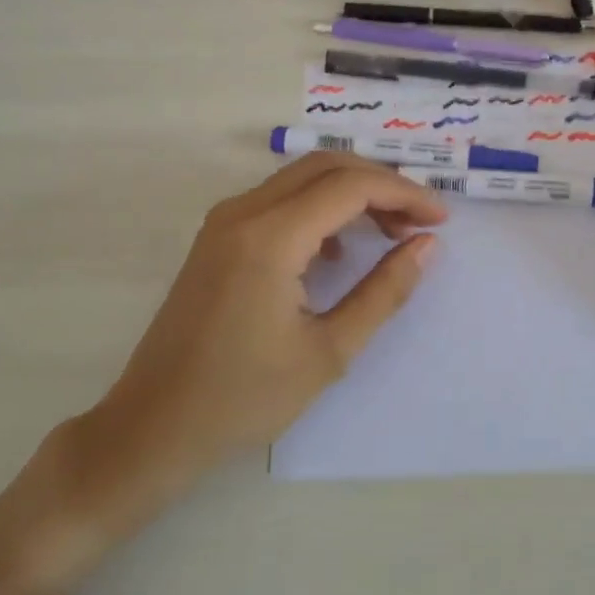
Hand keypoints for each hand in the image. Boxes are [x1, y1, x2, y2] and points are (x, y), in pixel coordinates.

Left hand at [35, 154, 445, 564]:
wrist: (153, 427)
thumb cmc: (244, 398)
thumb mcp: (329, 351)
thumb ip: (384, 291)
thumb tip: (426, 245)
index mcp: (270, 238)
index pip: (351, 186)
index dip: (404, 193)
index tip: (441, 220)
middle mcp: (243, 213)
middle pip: (327, 167)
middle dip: (381, 184)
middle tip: (420, 222)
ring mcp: (224, 222)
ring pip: (302, 179)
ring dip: (351, 193)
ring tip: (391, 232)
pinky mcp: (217, 237)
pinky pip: (279, 200)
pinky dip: (320, 208)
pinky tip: (339, 251)